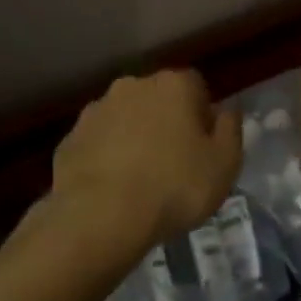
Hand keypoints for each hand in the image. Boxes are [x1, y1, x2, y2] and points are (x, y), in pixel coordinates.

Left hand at [49, 69, 242, 264]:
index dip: (202, 115)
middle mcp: (133, 86)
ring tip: (141, 180)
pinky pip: (98, 143)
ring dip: (134, 138)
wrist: (99, 215)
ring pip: (125, 118)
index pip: (196, 86)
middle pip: (158, 99)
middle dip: (166, 122)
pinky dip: (106, 157)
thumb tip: (226, 110)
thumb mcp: (225, 164)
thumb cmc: (174, 186)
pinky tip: (113, 189)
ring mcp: (96, 110)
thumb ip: (230, 130)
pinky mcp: (70, 138)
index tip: (203, 147)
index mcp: (173, 85)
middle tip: (174, 163)